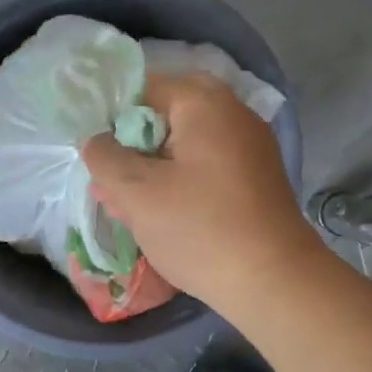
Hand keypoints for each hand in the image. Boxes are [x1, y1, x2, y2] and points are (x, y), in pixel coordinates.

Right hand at [81, 73, 312, 311]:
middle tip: (110, 180)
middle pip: (164, 116)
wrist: (275, 283)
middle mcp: (232, 113)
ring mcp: (249, 145)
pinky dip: (179, 180)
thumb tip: (96, 140)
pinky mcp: (255, 177)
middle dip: (132, 147)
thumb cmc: (199, 228)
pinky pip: (205, 165)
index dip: (111, 118)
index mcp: (204, 103)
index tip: (97, 155)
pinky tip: (161, 213)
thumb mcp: (136, 192)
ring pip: (184, 144)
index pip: (142, 88)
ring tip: (125, 203)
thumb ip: (104, 157)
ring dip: (152, 167)